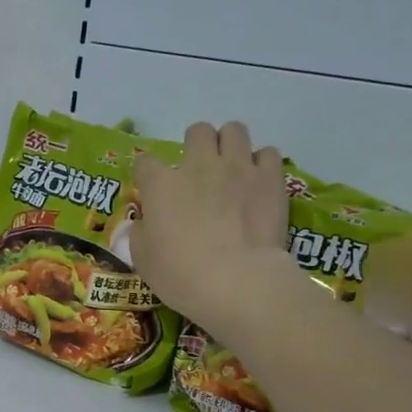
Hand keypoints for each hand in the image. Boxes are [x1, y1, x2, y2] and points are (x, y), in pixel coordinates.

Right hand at [132, 121, 293, 332]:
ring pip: (234, 130)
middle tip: (199, 173)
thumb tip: (145, 222)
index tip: (152, 193)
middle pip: (197, 131)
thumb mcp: (143, 259)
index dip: (147, 176)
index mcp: (161, 184)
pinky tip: (258, 182)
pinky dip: (261, 164)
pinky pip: (267, 153)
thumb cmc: (180, 274)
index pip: (145, 163)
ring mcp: (238, 167)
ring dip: (230, 146)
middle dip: (197, 147)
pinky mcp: (270, 178)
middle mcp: (198, 165)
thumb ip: (140, 232)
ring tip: (231, 169)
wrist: (237, 281)